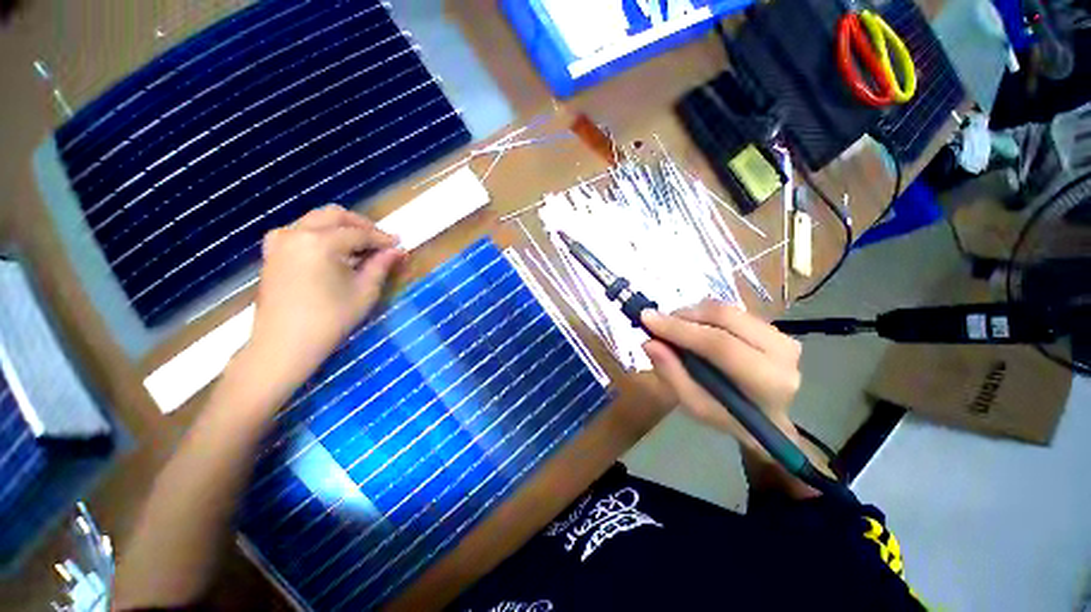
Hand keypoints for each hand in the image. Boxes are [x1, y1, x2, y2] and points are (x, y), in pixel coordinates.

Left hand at [238, 205, 403, 397]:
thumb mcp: (364, 291)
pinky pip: (301, 231)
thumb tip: (399, 250)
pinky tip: (335, 252)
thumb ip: (381, 265)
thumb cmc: (330, 320)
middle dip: (362, 225)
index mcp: (320, 242)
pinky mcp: (272, 251)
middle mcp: (296, 232)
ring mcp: (280, 240)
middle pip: (335, 215)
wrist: (284, 345)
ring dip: (342, 228)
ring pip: (316, 220)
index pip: (359, 233)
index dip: (382, 238)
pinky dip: (322, 234)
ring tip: (361, 248)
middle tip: (381, 242)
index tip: (399, 245)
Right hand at [640, 300, 802, 451]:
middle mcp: (782, 352)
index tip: (646, 318)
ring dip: (692, 314)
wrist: (769, 417)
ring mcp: (782, 335)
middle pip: (724, 317)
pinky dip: (703, 314)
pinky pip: (730, 310)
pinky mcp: (774, 326)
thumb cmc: (729, 417)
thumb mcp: (695, 406)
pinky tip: (693, 328)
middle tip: (658, 324)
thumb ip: (672, 374)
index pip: (719, 345)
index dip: (679, 329)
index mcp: (768, 382)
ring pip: (726, 309)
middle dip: (684, 316)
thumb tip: (649, 342)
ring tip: (674, 329)